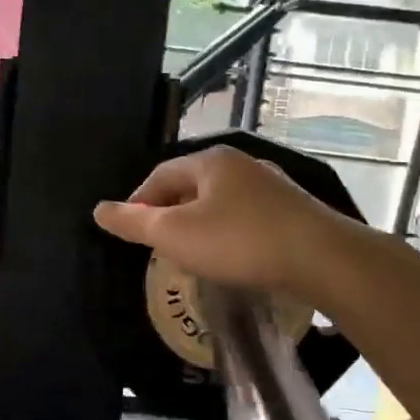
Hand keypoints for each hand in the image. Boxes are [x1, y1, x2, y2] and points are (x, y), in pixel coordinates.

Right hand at [92, 145, 348, 299]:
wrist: (321, 259)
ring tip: (192, 252)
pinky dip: (229, 232)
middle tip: (159, 244)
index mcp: (211, 161)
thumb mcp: (176, 235)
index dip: (139, 202)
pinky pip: (247, 216)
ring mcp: (272, 186)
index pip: (161, 175)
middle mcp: (242, 165)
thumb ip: (134, 222)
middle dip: (170, 212)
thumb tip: (98, 209)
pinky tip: (232, 255)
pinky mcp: (293, 210)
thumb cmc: (239, 241)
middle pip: (191, 185)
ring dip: (201, 223)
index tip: (131, 231)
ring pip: (221, 201)